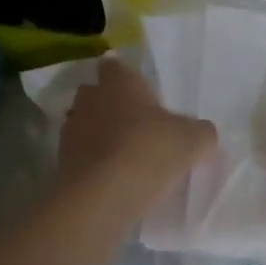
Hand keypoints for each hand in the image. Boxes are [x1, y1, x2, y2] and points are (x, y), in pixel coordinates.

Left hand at [59, 58, 215, 197]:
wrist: (101, 198)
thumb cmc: (148, 152)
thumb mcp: (192, 142)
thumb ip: (201, 132)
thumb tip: (203, 134)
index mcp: (119, 83)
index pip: (114, 65)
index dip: (125, 75)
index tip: (139, 90)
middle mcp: (90, 100)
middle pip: (96, 94)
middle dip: (111, 104)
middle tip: (136, 122)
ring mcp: (71, 131)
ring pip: (86, 124)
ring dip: (100, 134)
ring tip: (124, 153)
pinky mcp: (62, 162)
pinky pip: (81, 154)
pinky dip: (93, 161)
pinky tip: (113, 178)